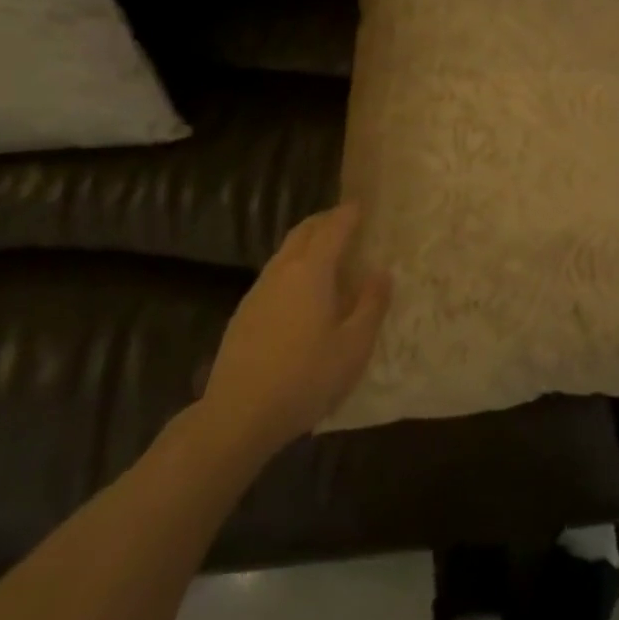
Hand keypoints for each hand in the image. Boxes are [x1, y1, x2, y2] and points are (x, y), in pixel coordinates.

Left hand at [194, 202, 391, 463]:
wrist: (237, 415)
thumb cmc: (305, 378)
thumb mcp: (353, 346)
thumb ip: (371, 305)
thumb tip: (381, 272)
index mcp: (312, 270)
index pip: (333, 228)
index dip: (349, 213)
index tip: (362, 204)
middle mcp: (282, 270)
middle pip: (304, 231)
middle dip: (325, 220)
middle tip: (346, 221)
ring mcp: (258, 290)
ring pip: (286, 251)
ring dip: (307, 242)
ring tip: (328, 253)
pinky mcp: (244, 313)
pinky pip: (275, 273)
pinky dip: (294, 266)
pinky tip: (302, 292)